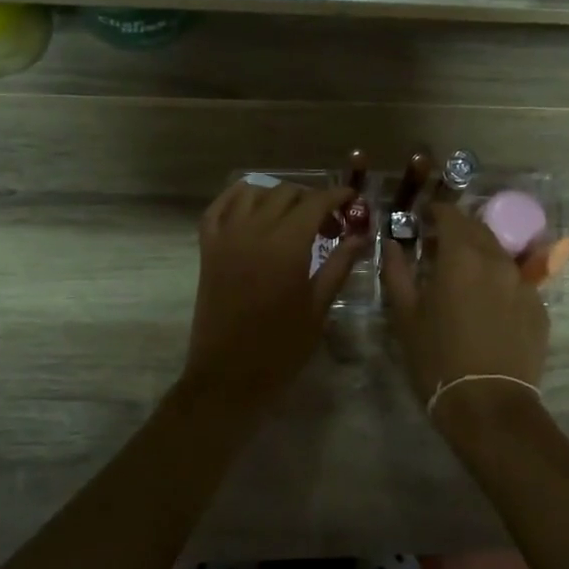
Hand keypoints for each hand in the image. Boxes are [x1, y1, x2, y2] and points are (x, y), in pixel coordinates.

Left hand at [183, 177, 365, 401]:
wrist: (228, 376)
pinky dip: (236, 199)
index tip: (352, 200)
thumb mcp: (318, 307)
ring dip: (276, 196)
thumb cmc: (280, 348)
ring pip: (252, 192)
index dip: (337, 196)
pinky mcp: (207, 249)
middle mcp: (254, 231)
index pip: (315, 202)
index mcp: (286, 246)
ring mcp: (226, 237)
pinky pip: (218, 208)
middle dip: (312, 199)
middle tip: (328, 223)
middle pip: (285, 193)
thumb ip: (339, 265)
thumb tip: (361, 236)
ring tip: (292, 216)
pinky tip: (252, 206)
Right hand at [382, 202, 548, 412]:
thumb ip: (397, 272)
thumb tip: (392, 244)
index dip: (435, 212)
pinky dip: (499, 280)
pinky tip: (487, 303)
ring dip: (480, 253)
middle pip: (478, 229)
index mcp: (462, 257)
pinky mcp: (539, 307)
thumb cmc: (438, 359)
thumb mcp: (406, 316)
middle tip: (439, 246)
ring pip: (499, 253)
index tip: (422, 219)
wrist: (489, 404)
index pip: (450, 215)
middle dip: (458, 230)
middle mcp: (497, 260)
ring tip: (463, 274)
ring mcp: (524, 283)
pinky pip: (516, 280)